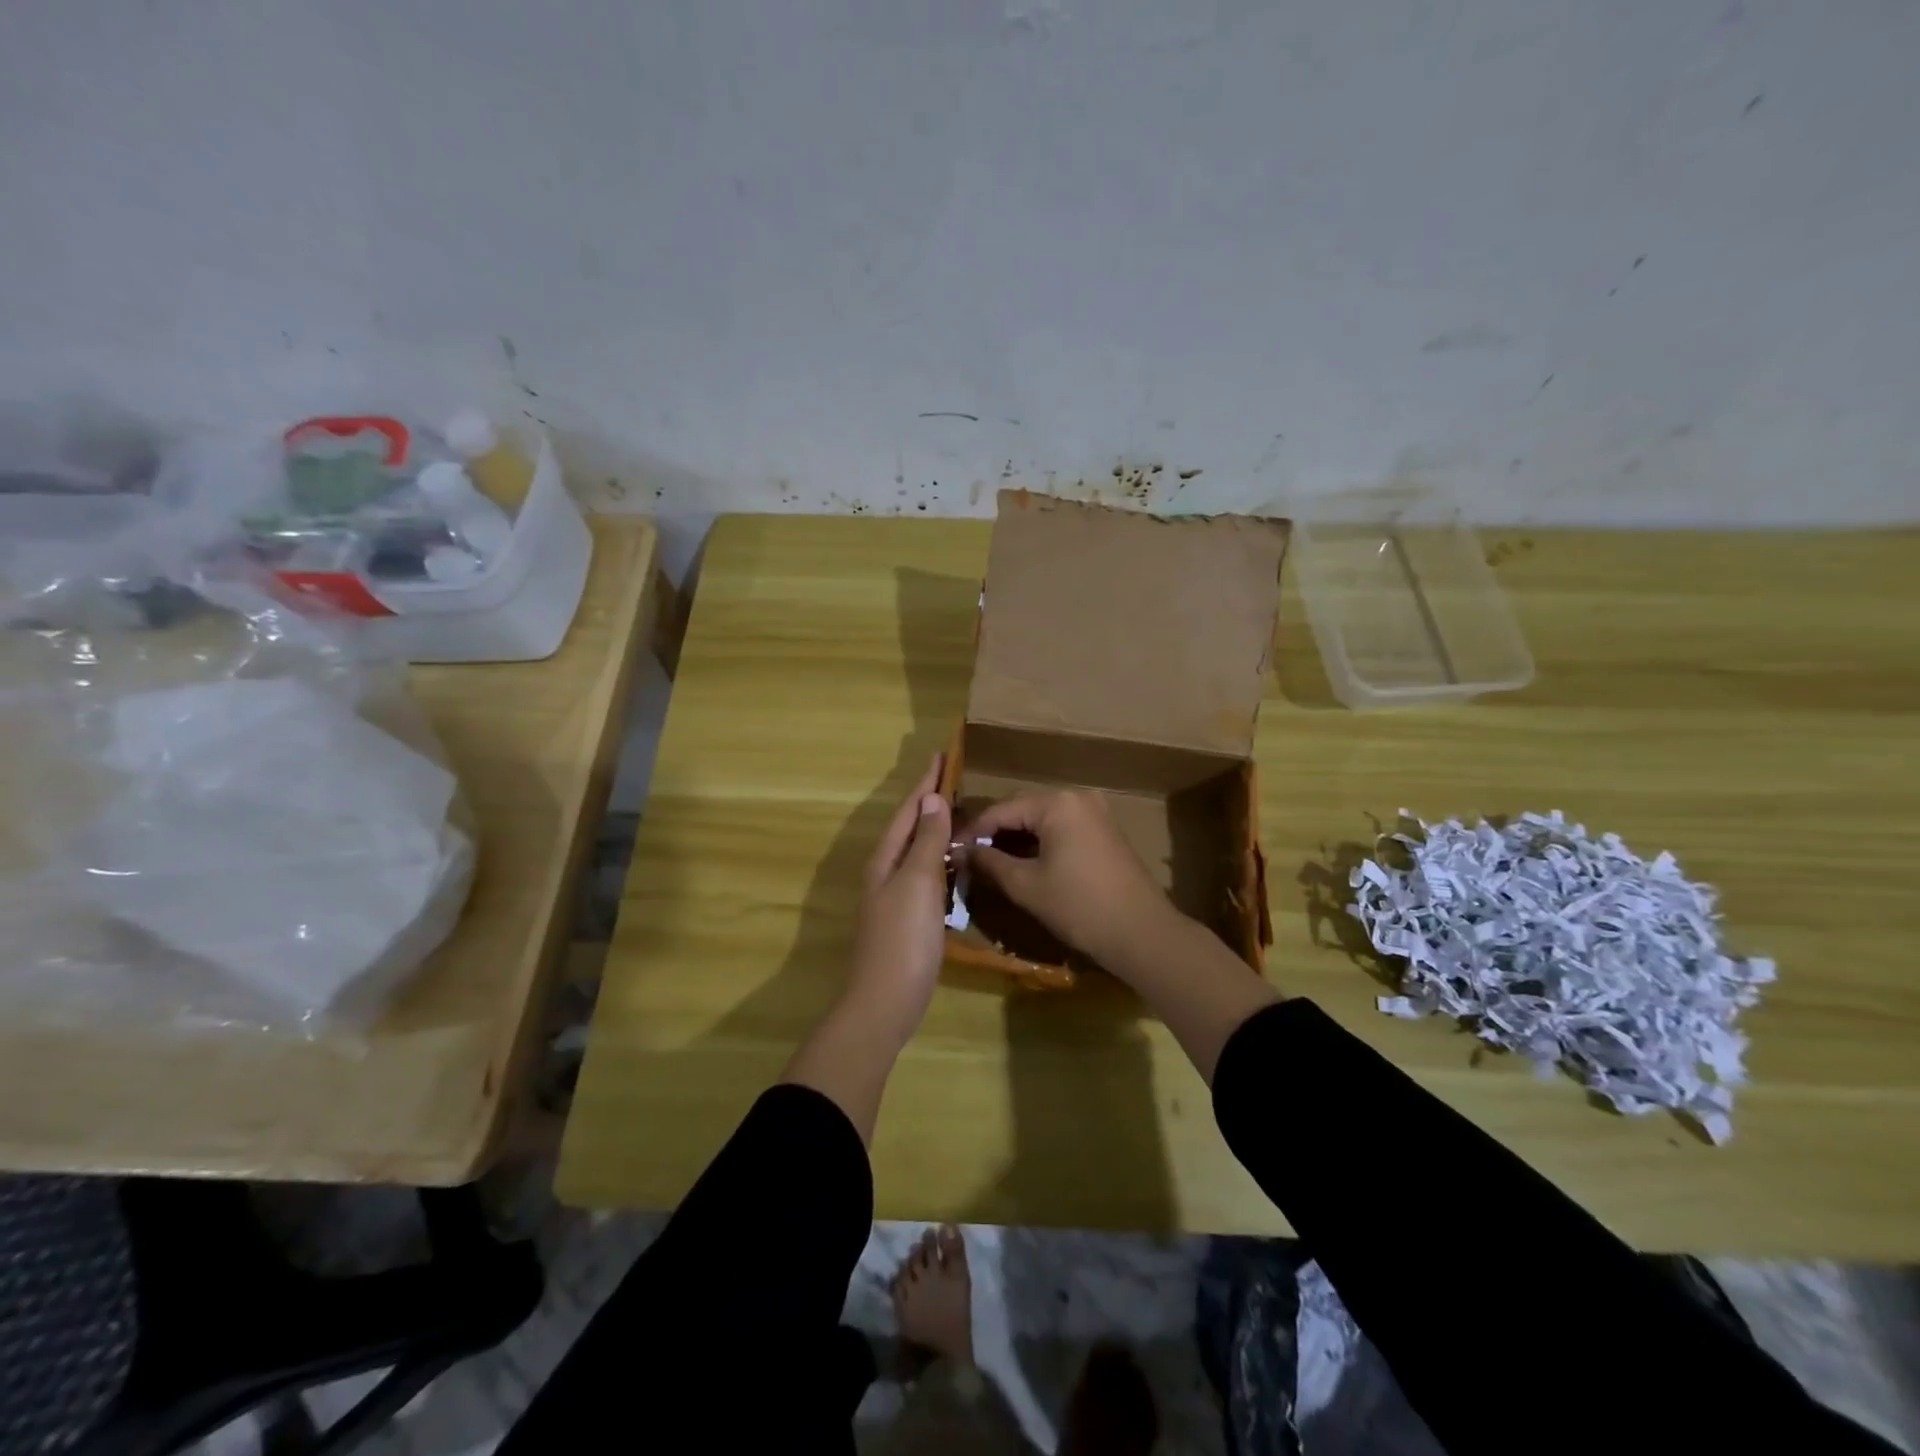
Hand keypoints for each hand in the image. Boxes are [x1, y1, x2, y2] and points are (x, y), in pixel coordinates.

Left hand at [848, 755, 951, 1044]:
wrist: (885, 1002)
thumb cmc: (903, 938)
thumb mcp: (918, 883)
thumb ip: (926, 841)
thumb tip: (931, 798)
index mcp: (886, 859)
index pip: (908, 810)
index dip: (925, 782)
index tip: (941, 754)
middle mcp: (886, 872)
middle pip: (909, 826)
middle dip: (928, 801)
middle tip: (952, 777)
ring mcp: (895, 897)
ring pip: (916, 850)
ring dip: (933, 828)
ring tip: (956, 811)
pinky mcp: (907, 918)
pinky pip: (925, 874)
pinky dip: (939, 858)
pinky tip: (954, 863)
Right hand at [964, 789, 1179, 970]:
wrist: (1142, 933)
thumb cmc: (1079, 907)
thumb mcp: (1026, 885)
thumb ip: (990, 862)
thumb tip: (962, 850)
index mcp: (1057, 803)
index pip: (1001, 810)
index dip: (973, 830)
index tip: (950, 849)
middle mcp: (1077, 797)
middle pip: (1023, 809)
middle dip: (995, 832)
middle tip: (968, 856)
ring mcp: (1096, 812)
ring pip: (1043, 819)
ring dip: (1017, 838)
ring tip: (990, 861)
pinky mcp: (1105, 830)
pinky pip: (1062, 828)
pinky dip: (1040, 842)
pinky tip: (1024, 862)